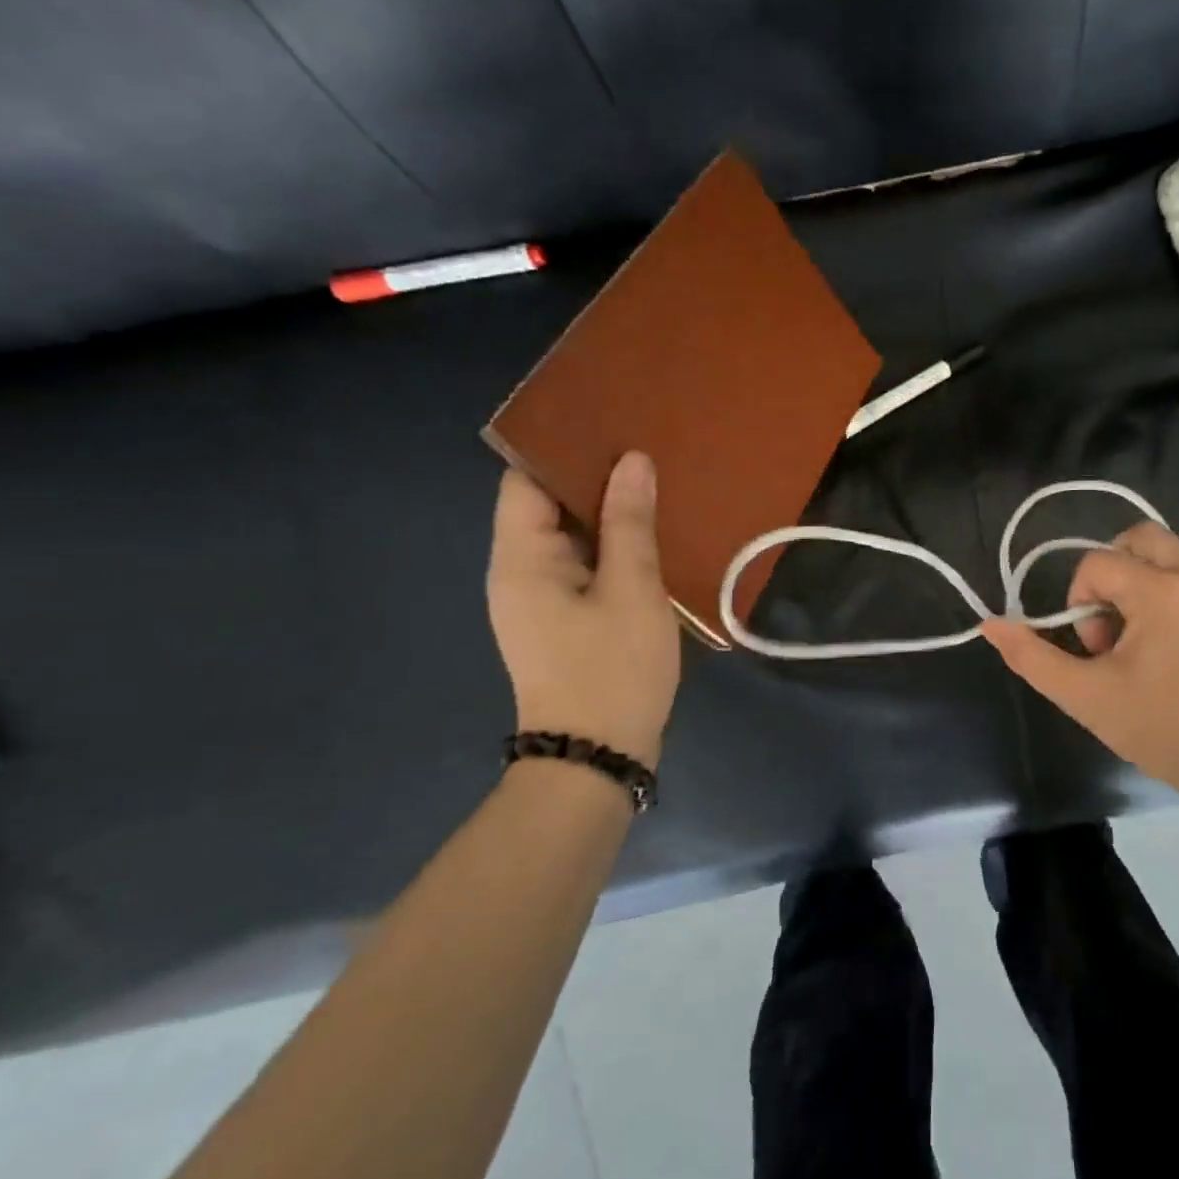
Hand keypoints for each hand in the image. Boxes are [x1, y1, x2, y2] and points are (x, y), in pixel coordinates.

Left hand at [487, 453, 681, 768]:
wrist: (598, 755)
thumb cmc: (612, 670)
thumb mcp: (632, 591)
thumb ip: (630, 523)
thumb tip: (632, 461)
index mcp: (522, 558)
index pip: (526, 480)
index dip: (563, 448)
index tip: (611, 423)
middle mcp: (520, 571)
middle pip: (548, 505)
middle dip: (595, 477)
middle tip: (647, 447)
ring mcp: (542, 598)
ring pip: (572, 537)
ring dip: (609, 513)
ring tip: (657, 482)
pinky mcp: (565, 618)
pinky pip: (585, 566)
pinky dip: (614, 547)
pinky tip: (653, 535)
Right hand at [979, 522, 1178, 814]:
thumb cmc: (1160, 729)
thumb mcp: (1084, 696)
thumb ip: (1031, 657)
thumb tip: (990, 624)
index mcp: (1161, 593)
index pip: (1098, 563)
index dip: (1081, 599)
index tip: (1095, 648)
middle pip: (1140, 537)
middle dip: (1112, 571)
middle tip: (1111, 623)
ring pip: (1170, 555)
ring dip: (1141, 583)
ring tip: (1141, 640)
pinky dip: (1172, 596)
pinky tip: (1173, 648)